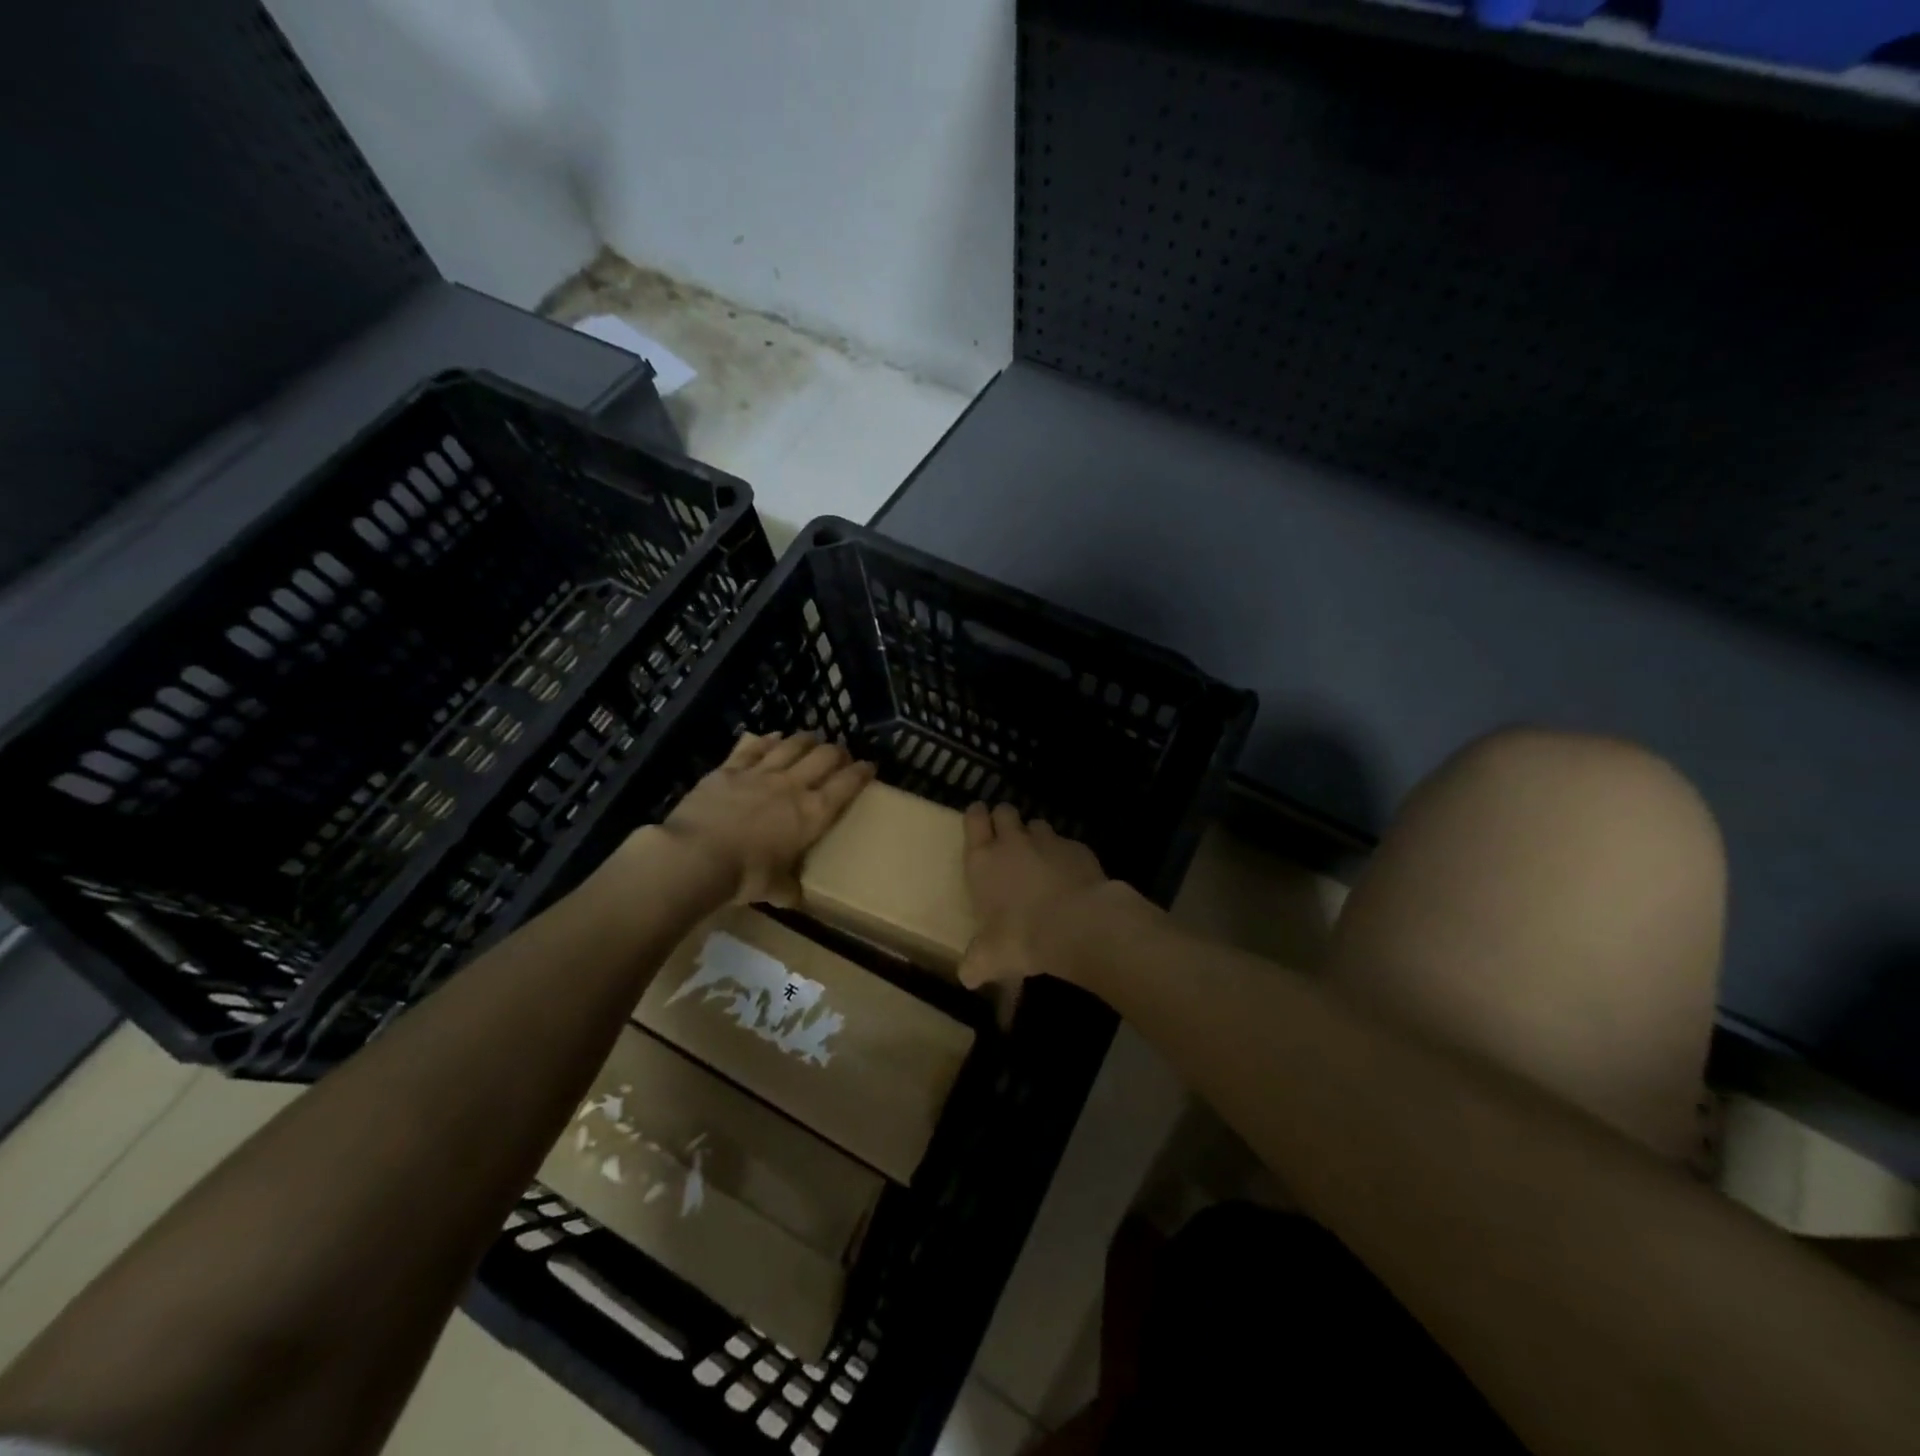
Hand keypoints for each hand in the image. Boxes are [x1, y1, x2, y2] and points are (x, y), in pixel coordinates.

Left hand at [656, 732, 875, 904]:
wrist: (696, 856)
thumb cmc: (744, 876)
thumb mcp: (773, 889)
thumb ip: (788, 889)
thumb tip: (795, 898)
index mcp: (812, 814)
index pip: (846, 785)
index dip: (861, 773)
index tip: (870, 766)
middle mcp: (792, 786)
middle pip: (823, 757)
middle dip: (837, 752)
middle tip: (840, 754)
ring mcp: (760, 773)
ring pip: (792, 745)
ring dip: (806, 739)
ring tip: (812, 738)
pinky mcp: (730, 769)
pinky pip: (754, 747)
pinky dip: (767, 740)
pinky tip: (773, 737)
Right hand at [960, 804, 1114, 986]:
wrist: (1079, 924)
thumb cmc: (1022, 937)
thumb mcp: (989, 959)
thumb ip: (975, 964)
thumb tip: (967, 977)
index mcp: (983, 861)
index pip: (974, 819)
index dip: (976, 816)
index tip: (979, 821)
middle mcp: (1013, 842)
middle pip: (1005, 811)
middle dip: (1004, 820)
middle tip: (1007, 840)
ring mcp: (1048, 841)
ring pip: (1037, 824)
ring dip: (1035, 837)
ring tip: (1040, 860)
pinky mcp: (1078, 848)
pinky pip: (1067, 844)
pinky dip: (1066, 856)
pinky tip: (1070, 877)